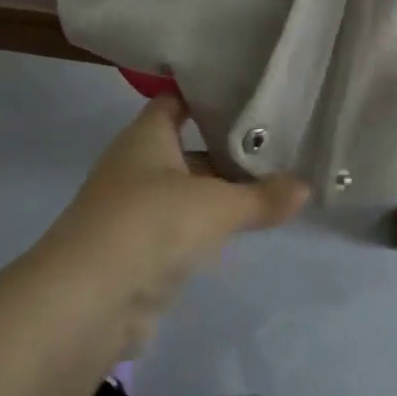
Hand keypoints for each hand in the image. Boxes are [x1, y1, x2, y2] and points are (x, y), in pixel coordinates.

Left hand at [41, 94, 308, 347]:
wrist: (89, 300)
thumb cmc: (151, 224)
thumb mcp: (216, 206)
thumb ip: (262, 197)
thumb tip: (307, 187)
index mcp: (146, 135)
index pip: (177, 100)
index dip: (209, 95)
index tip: (251, 94)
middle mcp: (136, 164)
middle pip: (186, 146)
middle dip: (225, 148)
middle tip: (276, 144)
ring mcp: (133, 208)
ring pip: (185, 189)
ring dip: (218, 191)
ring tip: (270, 184)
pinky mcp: (137, 250)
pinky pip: (179, 227)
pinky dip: (206, 227)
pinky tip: (240, 229)